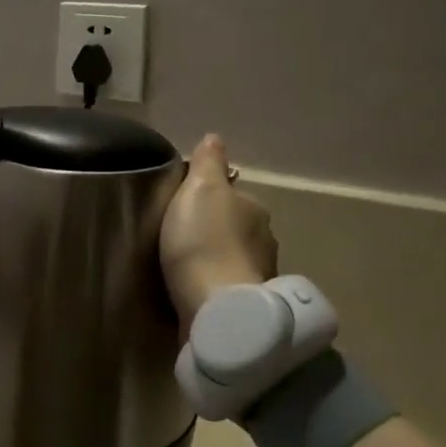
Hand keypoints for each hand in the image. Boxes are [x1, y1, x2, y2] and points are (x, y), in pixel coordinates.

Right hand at [160, 134, 277, 333]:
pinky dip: (216, 287)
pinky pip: (229, 288)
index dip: (208, 200)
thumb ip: (208, 163)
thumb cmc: (203, 242)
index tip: (183, 211)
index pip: (232, 196)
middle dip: (214, 233)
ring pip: (234, 259)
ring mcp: (259, 275)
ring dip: (216, 262)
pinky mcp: (247, 307)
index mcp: (254, 208)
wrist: (217, 308)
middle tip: (180, 241)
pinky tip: (198, 293)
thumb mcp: (199, 189)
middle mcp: (265, 240)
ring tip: (187, 270)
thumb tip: (215, 138)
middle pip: (235, 228)